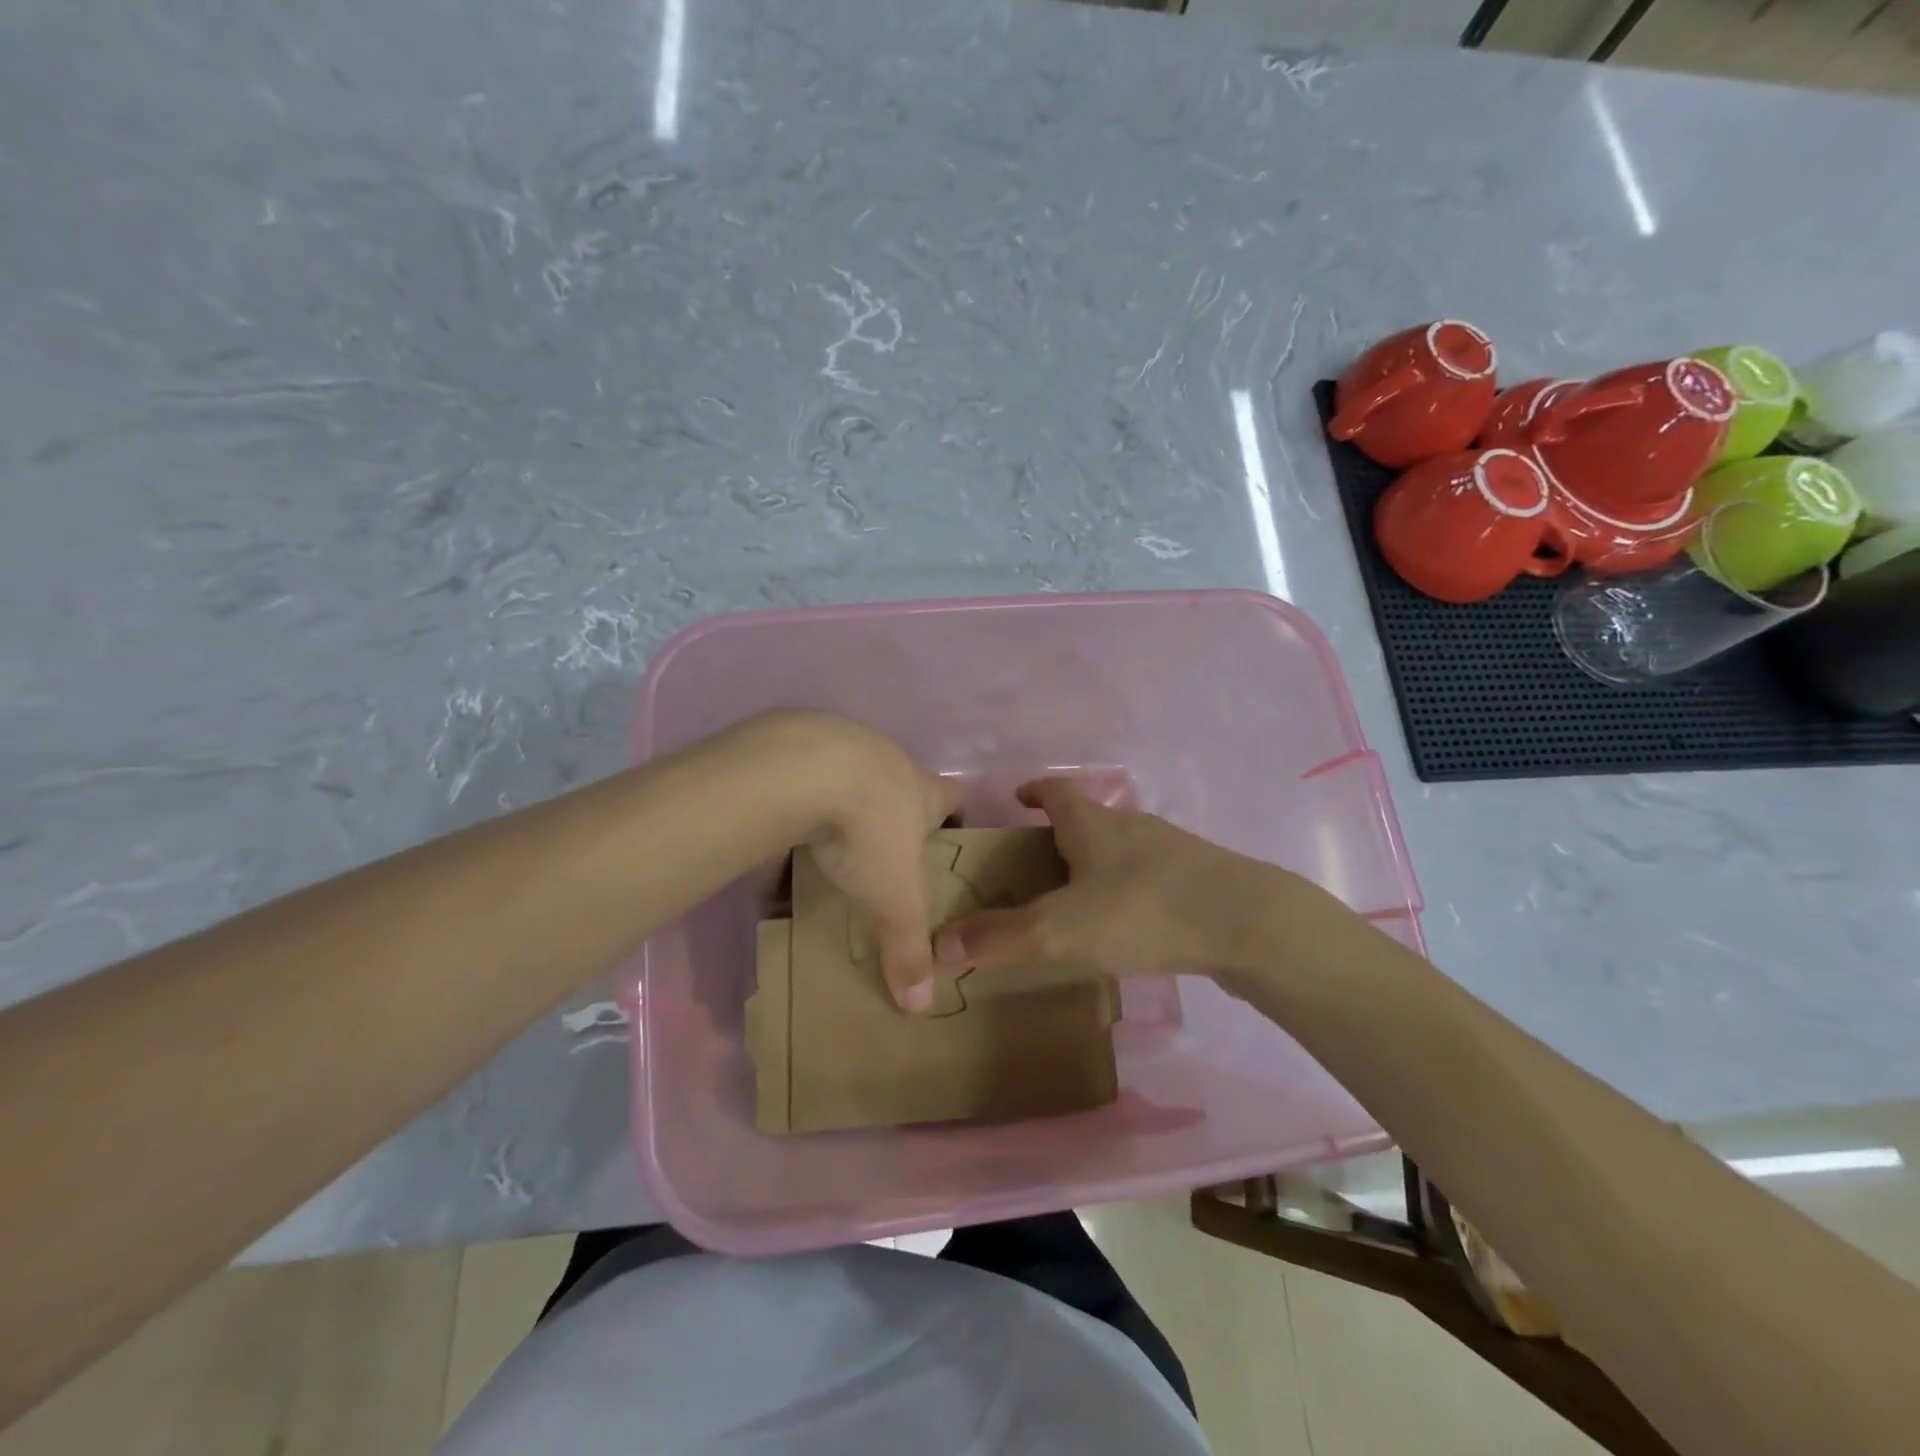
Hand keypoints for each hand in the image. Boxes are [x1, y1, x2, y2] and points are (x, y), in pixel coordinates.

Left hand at [744, 710, 960, 1012]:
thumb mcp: (892, 898)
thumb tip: (921, 1005)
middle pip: (901, 782)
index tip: (944, 838)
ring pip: (851, 772)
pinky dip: (798, 794)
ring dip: (843, 800)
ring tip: (825, 838)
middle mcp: (888, 760)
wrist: (802, 769)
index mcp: (922, 791)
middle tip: (879, 852)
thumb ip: (907, 947)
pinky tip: (780, 823)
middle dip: (893, 813)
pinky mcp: (797, 739)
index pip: (953, 795)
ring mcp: (843, 742)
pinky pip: (803, 771)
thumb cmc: (867, 831)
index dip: (953, 814)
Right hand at [932, 777, 1277, 979]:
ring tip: (1078, 900)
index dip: (1034, 791)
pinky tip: (1131, 925)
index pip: (1056, 791)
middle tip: (1036, 866)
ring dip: (1097, 864)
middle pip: (1088, 819)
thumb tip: (939, 944)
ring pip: (1122, 849)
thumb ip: (1001, 938)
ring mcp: (1171, 850)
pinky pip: (1151, 877)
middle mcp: (1131, 826)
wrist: (1248, 923)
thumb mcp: (1061, 929)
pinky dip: (1130, 890)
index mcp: (1094, 824)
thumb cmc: (1144, 910)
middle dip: (1060, 835)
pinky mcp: (1199, 879)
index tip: (1018, 798)